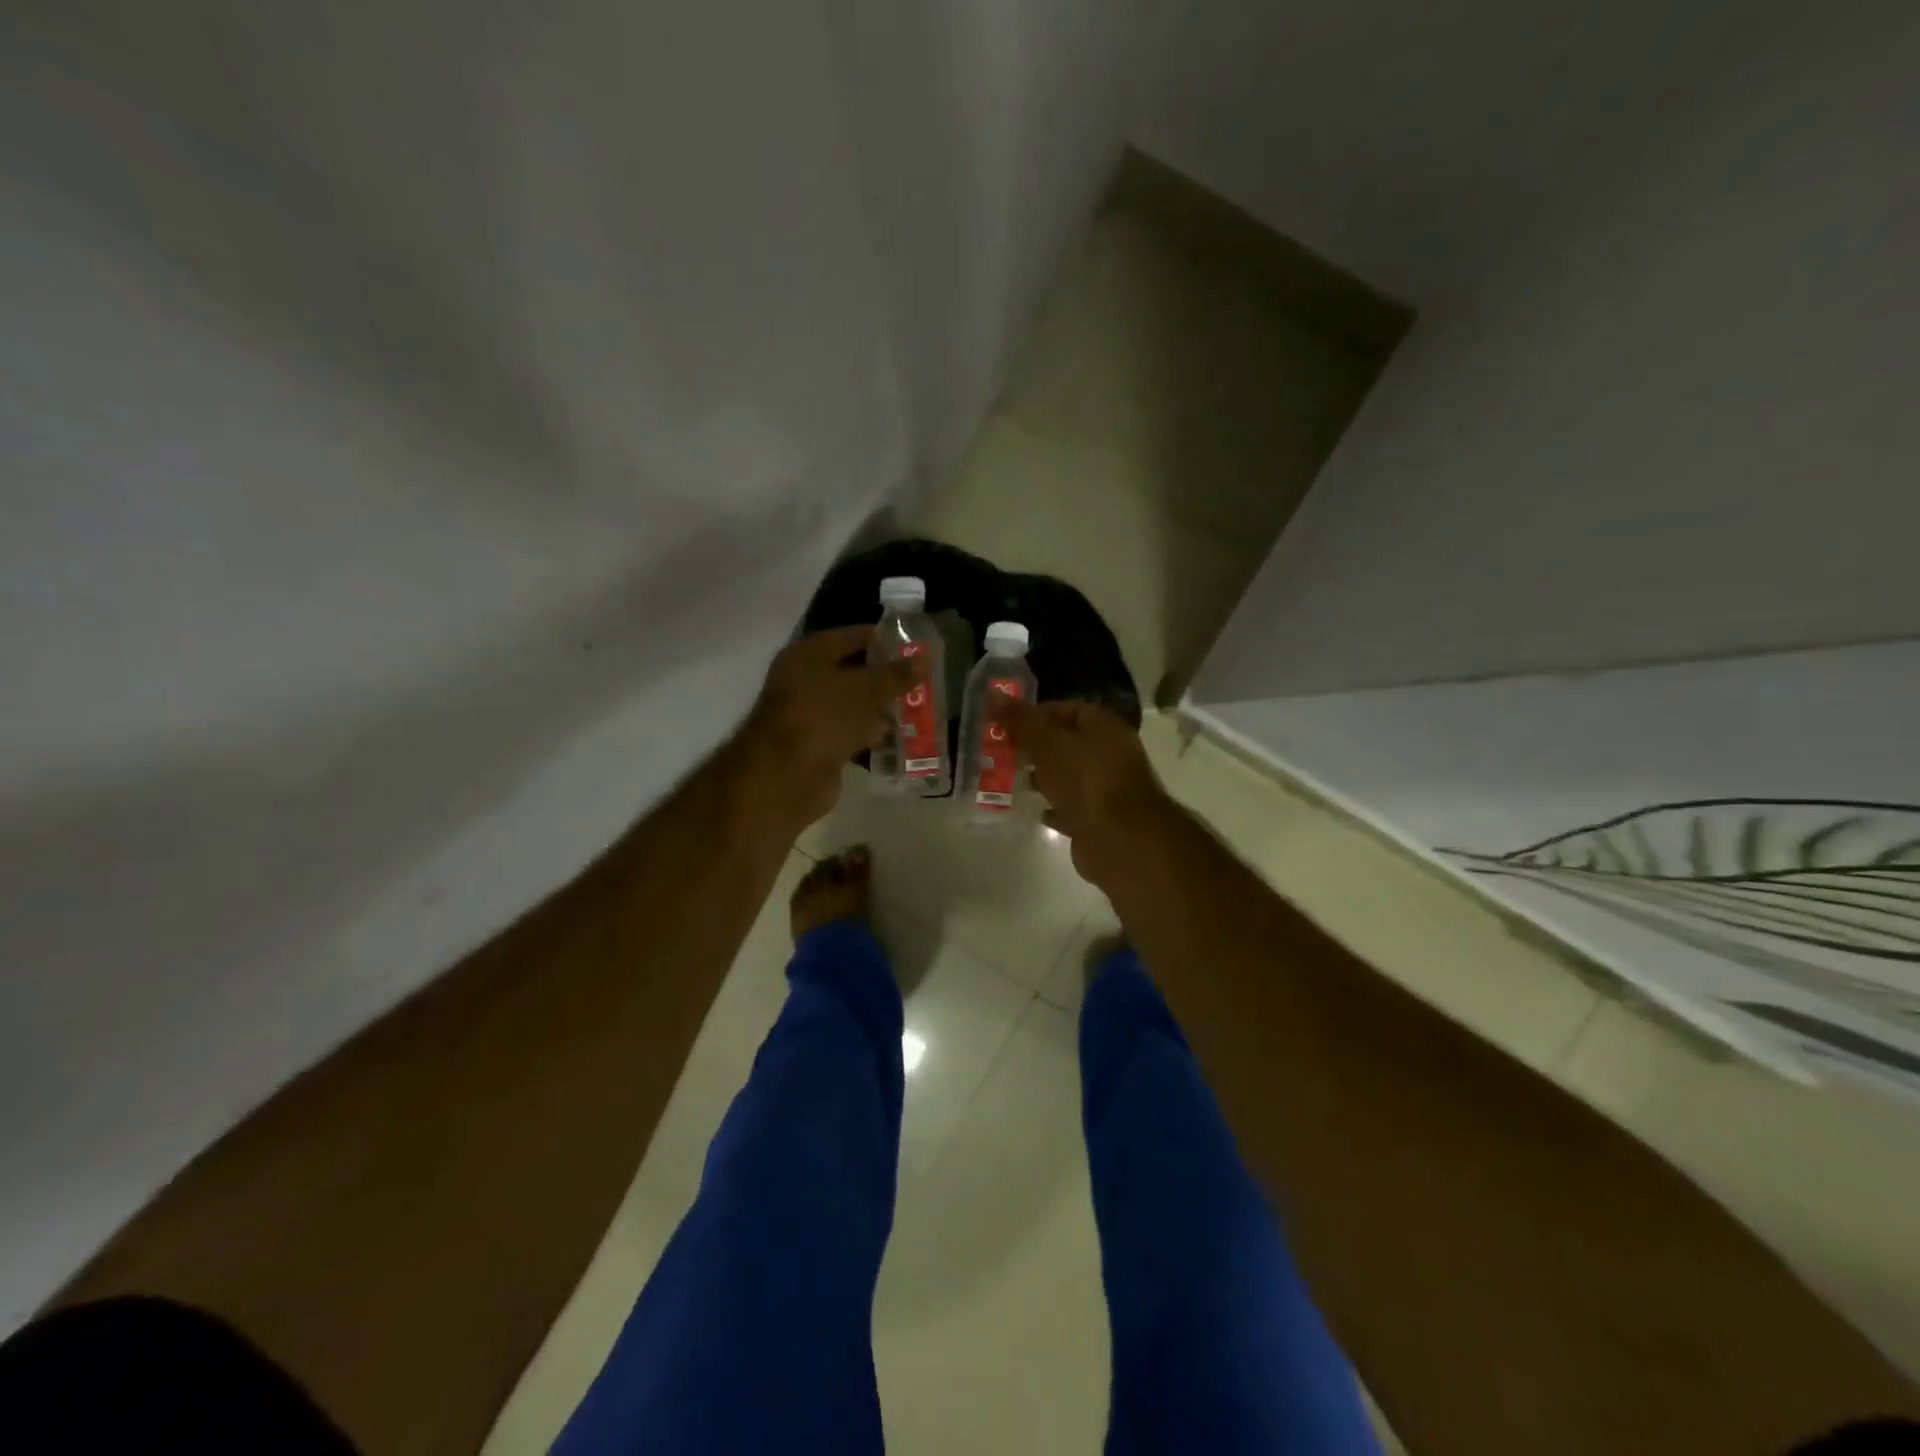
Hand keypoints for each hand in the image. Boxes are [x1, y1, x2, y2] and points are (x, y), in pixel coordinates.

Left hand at [737, 625, 915, 830]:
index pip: (852, 636)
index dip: (884, 639)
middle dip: (886, 677)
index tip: (916, 646)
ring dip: (881, 708)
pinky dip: (872, 733)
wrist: (786, 776)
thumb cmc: (823, 718)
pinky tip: (900, 737)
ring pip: (854, 704)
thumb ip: (896, 675)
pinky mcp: (819, 744)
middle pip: (854, 672)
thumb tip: (925, 658)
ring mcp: (811, 714)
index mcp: (809, 654)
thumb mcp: (865, 691)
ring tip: (918, 708)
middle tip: (922, 679)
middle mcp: (806, 679)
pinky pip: (852, 732)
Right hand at [1001, 698, 1175, 887]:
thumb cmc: (1086, 781)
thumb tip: (992, 693)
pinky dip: (1055, 807)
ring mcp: (1108, 791)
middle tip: (1005, 750)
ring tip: (1014, 778)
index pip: (1071, 710)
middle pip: (1070, 744)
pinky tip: (1035, 810)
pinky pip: (1073, 809)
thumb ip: (1021, 721)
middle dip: (1039, 747)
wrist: (1120, 840)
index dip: (1040, 713)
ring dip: (1046, 777)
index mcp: (1105, 729)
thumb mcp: (1048, 744)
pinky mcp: (1100, 821)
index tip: (1010, 722)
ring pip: (1071, 777)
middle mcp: (1111, 756)